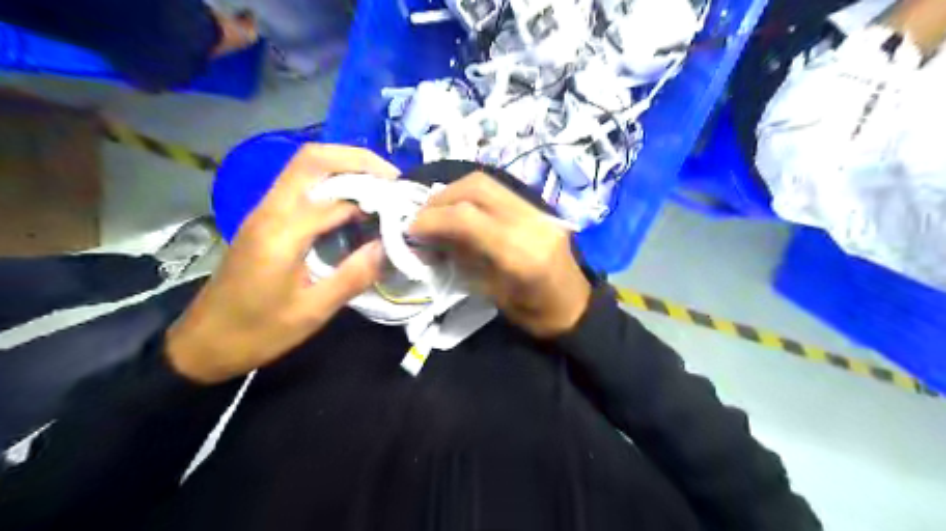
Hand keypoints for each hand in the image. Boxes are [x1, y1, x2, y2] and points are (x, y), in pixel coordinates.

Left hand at [164, 145, 397, 384]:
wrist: (202, 343)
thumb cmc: (258, 332)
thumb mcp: (312, 312)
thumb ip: (353, 276)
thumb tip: (389, 247)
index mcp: (282, 233)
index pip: (337, 199)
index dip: (374, 199)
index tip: (404, 209)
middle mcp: (270, 210)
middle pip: (312, 159)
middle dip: (357, 159)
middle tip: (393, 179)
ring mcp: (263, 212)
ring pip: (304, 167)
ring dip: (345, 167)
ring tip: (380, 187)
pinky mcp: (264, 220)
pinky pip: (300, 185)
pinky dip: (331, 183)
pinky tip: (352, 205)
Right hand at [408, 173, 587, 337]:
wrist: (576, 308)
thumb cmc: (534, 315)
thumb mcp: (492, 294)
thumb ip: (462, 259)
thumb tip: (430, 238)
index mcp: (519, 253)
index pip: (466, 217)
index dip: (431, 218)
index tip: (410, 229)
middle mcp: (530, 223)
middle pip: (476, 189)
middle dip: (440, 198)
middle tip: (420, 217)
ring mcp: (538, 212)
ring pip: (487, 183)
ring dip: (454, 192)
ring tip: (437, 212)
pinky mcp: (540, 209)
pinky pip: (499, 191)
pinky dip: (472, 195)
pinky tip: (461, 210)